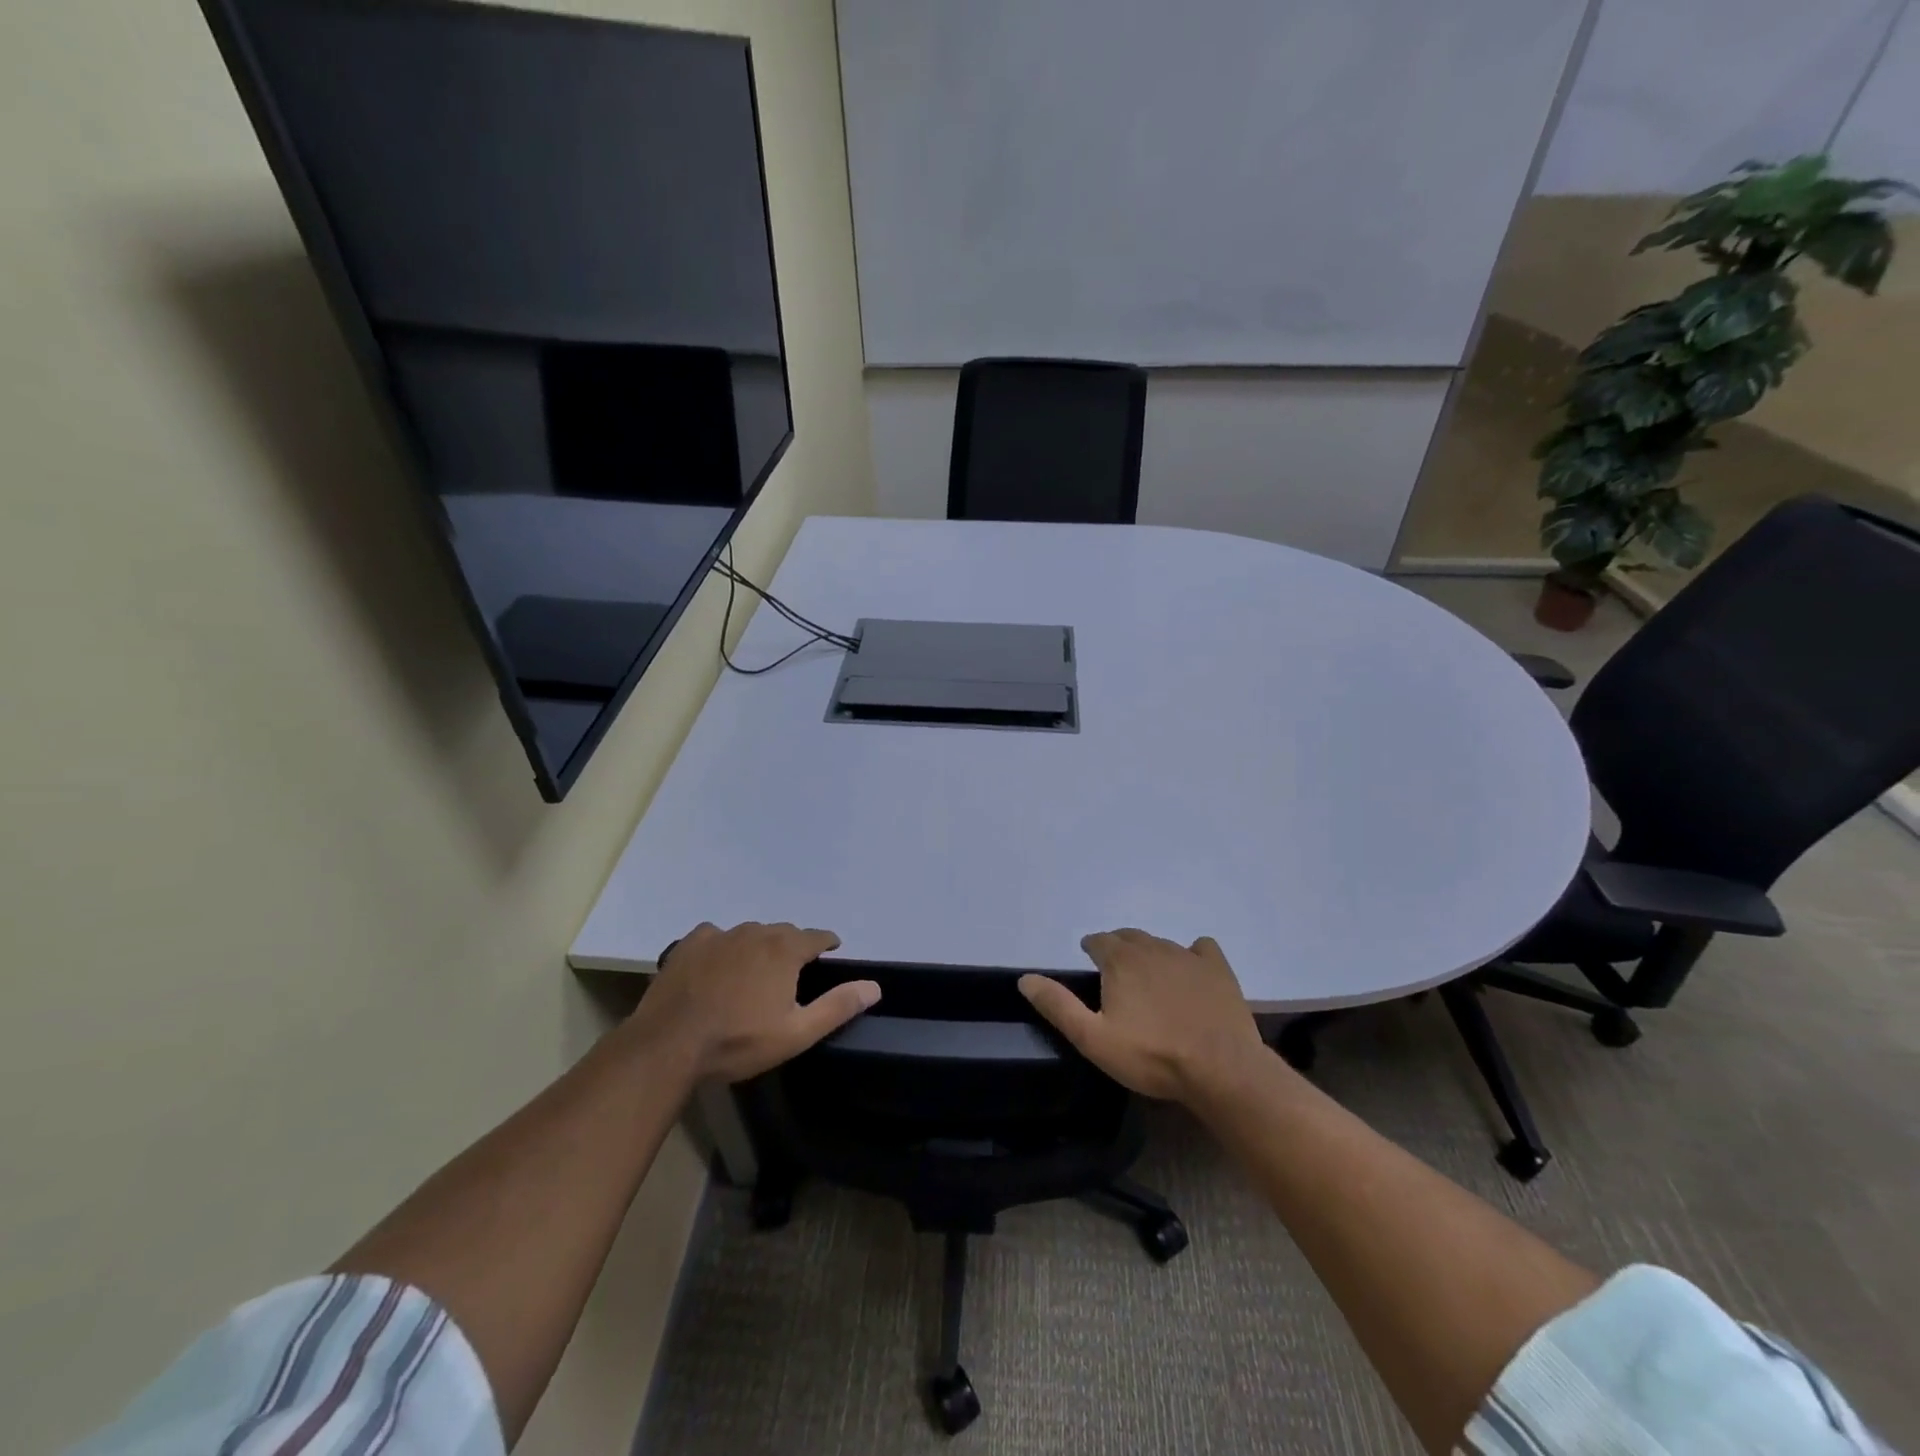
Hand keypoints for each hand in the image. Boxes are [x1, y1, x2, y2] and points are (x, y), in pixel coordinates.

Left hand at [630, 922, 880, 1082]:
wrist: (669, 1045)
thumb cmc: (739, 1041)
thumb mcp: (797, 1032)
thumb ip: (838, 1006)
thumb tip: (874, 986)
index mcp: (785, 950)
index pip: (817, 936)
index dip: (827, 943)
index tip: (832, 951)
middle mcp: (756, 932)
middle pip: (784, 933)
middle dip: (792, 947)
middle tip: (791, 973)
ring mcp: (720, 935)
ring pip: (750, 933)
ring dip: (758, 947)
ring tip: (754, 971)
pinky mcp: (690, 944)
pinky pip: (716, 936)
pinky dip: (723, 947)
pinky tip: (717, 965)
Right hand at [1019, 929, 1264, 1103]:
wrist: (1220, 1069)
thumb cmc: (1151, 1055)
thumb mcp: (1093, 1038)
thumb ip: (1058, 1006)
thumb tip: (1025, 978)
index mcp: (1120, 960)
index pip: (1098, 941)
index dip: (1091, 949)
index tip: (1089, 962)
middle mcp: (1152, 948)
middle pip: (1128, 937)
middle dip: (1118, 948)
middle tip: (1115, 970)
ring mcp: (1188, 956)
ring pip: (1160, 943)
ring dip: (1149, 953)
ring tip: (1147, 976)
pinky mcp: (1217, 969)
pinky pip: (1201, 948)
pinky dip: (1192, 954)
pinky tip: (1192, 971)